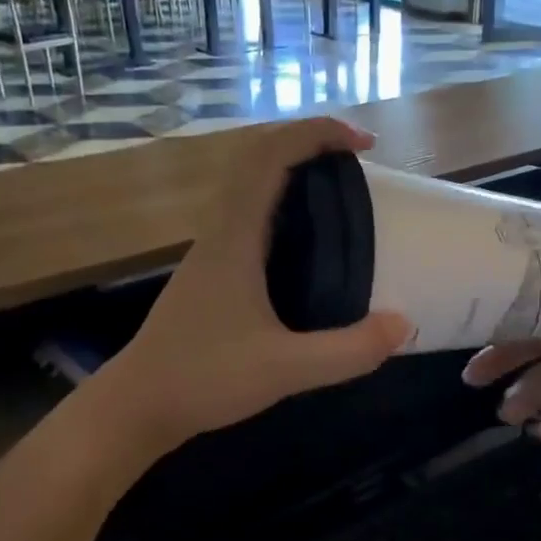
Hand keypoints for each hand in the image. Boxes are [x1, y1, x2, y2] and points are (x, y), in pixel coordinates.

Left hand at [101, 118, 409, 451]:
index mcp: (234, 238)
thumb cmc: (203, 379)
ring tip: (340, 196)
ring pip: (250, 188)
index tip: (363, 144)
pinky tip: (308, 246)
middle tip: (357, 164)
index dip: (317, 133)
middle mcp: (219, 233)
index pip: (270, 157)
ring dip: (294, 174)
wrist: (138, 406)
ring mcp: (211, 253)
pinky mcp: (211, 275)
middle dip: (309, 144)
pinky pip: (249, 219)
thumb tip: (403, 326)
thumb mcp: (285, 370)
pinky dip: (283, 209)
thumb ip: (348, 351)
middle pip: (258, 160)